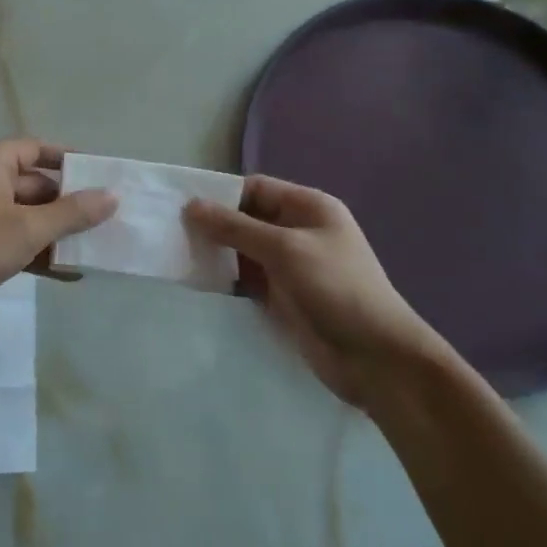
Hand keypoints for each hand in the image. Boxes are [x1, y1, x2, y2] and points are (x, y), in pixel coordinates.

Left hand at [0, 139, 115, 340]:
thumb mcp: (27, 229)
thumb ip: (72, 213)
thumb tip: (112, 196)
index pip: (36, 150)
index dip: (69, 161)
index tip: (102, 177)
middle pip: (35, 185)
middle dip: (69, 204)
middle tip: (109, 219)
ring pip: (27, 217)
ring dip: (57, 233)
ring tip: (97, 249)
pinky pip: (14, 241)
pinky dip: (38, 253)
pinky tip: (69, 274)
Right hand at [185, 176, 453, 407]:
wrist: (375, 357)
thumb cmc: (336, 289)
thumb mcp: (285, 250)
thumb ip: (236, 227)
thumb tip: (191, 206)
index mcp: (309, 208)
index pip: (256, 188)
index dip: (220, 194)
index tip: (180, 204)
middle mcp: (298, 231)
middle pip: (246, 218)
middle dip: (213, 224)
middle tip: (170, 232)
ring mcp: (290, 266)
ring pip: (242, 250)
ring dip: (215, 252)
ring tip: (176, 255)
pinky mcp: (282, 297)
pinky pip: (246, 278)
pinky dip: (224, 277)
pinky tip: (197, 280)